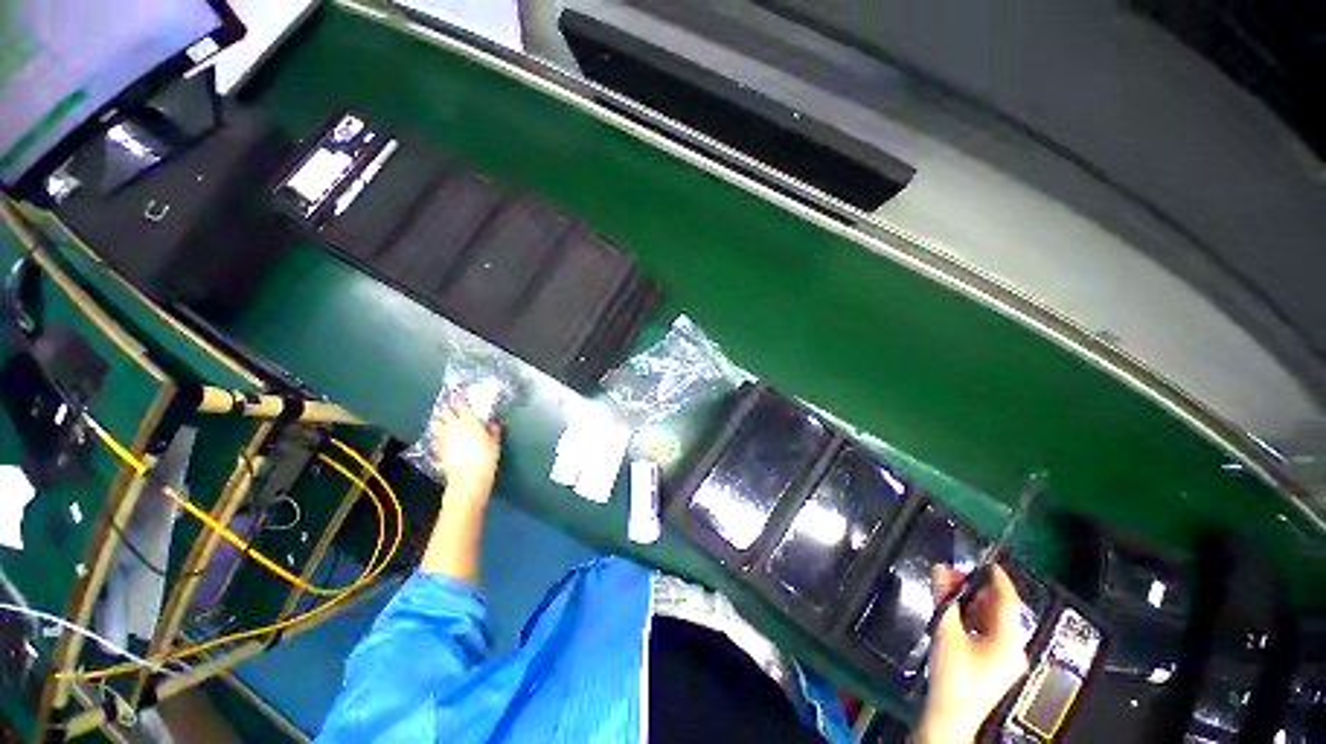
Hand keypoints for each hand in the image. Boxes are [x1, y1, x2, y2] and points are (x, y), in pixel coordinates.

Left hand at [428, 396, 501, 496]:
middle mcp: (452, 426)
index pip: (460, 404)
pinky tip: (441, 439)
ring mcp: (442, 438)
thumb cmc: (485, 458)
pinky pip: (434, 438)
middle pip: (444, 412)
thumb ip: (494, 430)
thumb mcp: (494, 443)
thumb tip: (494, 423)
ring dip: (439, 421)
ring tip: (444, 422)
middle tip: (452, 408)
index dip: (459, 398)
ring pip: (435, 424)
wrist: (468, 479)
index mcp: (468, 421)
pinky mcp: (436, 450)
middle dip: (447, 408)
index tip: (460, 395)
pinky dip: (437, 436)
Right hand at [914, 564, 1029, 742]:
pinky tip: (956, 611)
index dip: (998, 578)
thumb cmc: (952, 675)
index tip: (985, 560)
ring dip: (973, 602)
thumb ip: (944, 598)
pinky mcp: (996, 664)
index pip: (1008, 601)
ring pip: (994, 620)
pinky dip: (974, 617)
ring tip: (951, 588)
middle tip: (955, 574)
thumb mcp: (946, 632)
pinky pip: (989, 632)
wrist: (950, 716)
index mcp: (1009, 642)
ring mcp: (1007, 658)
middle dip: (978, 589)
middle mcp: (1014, 648)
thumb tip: (941, 568)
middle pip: (1000, 610)